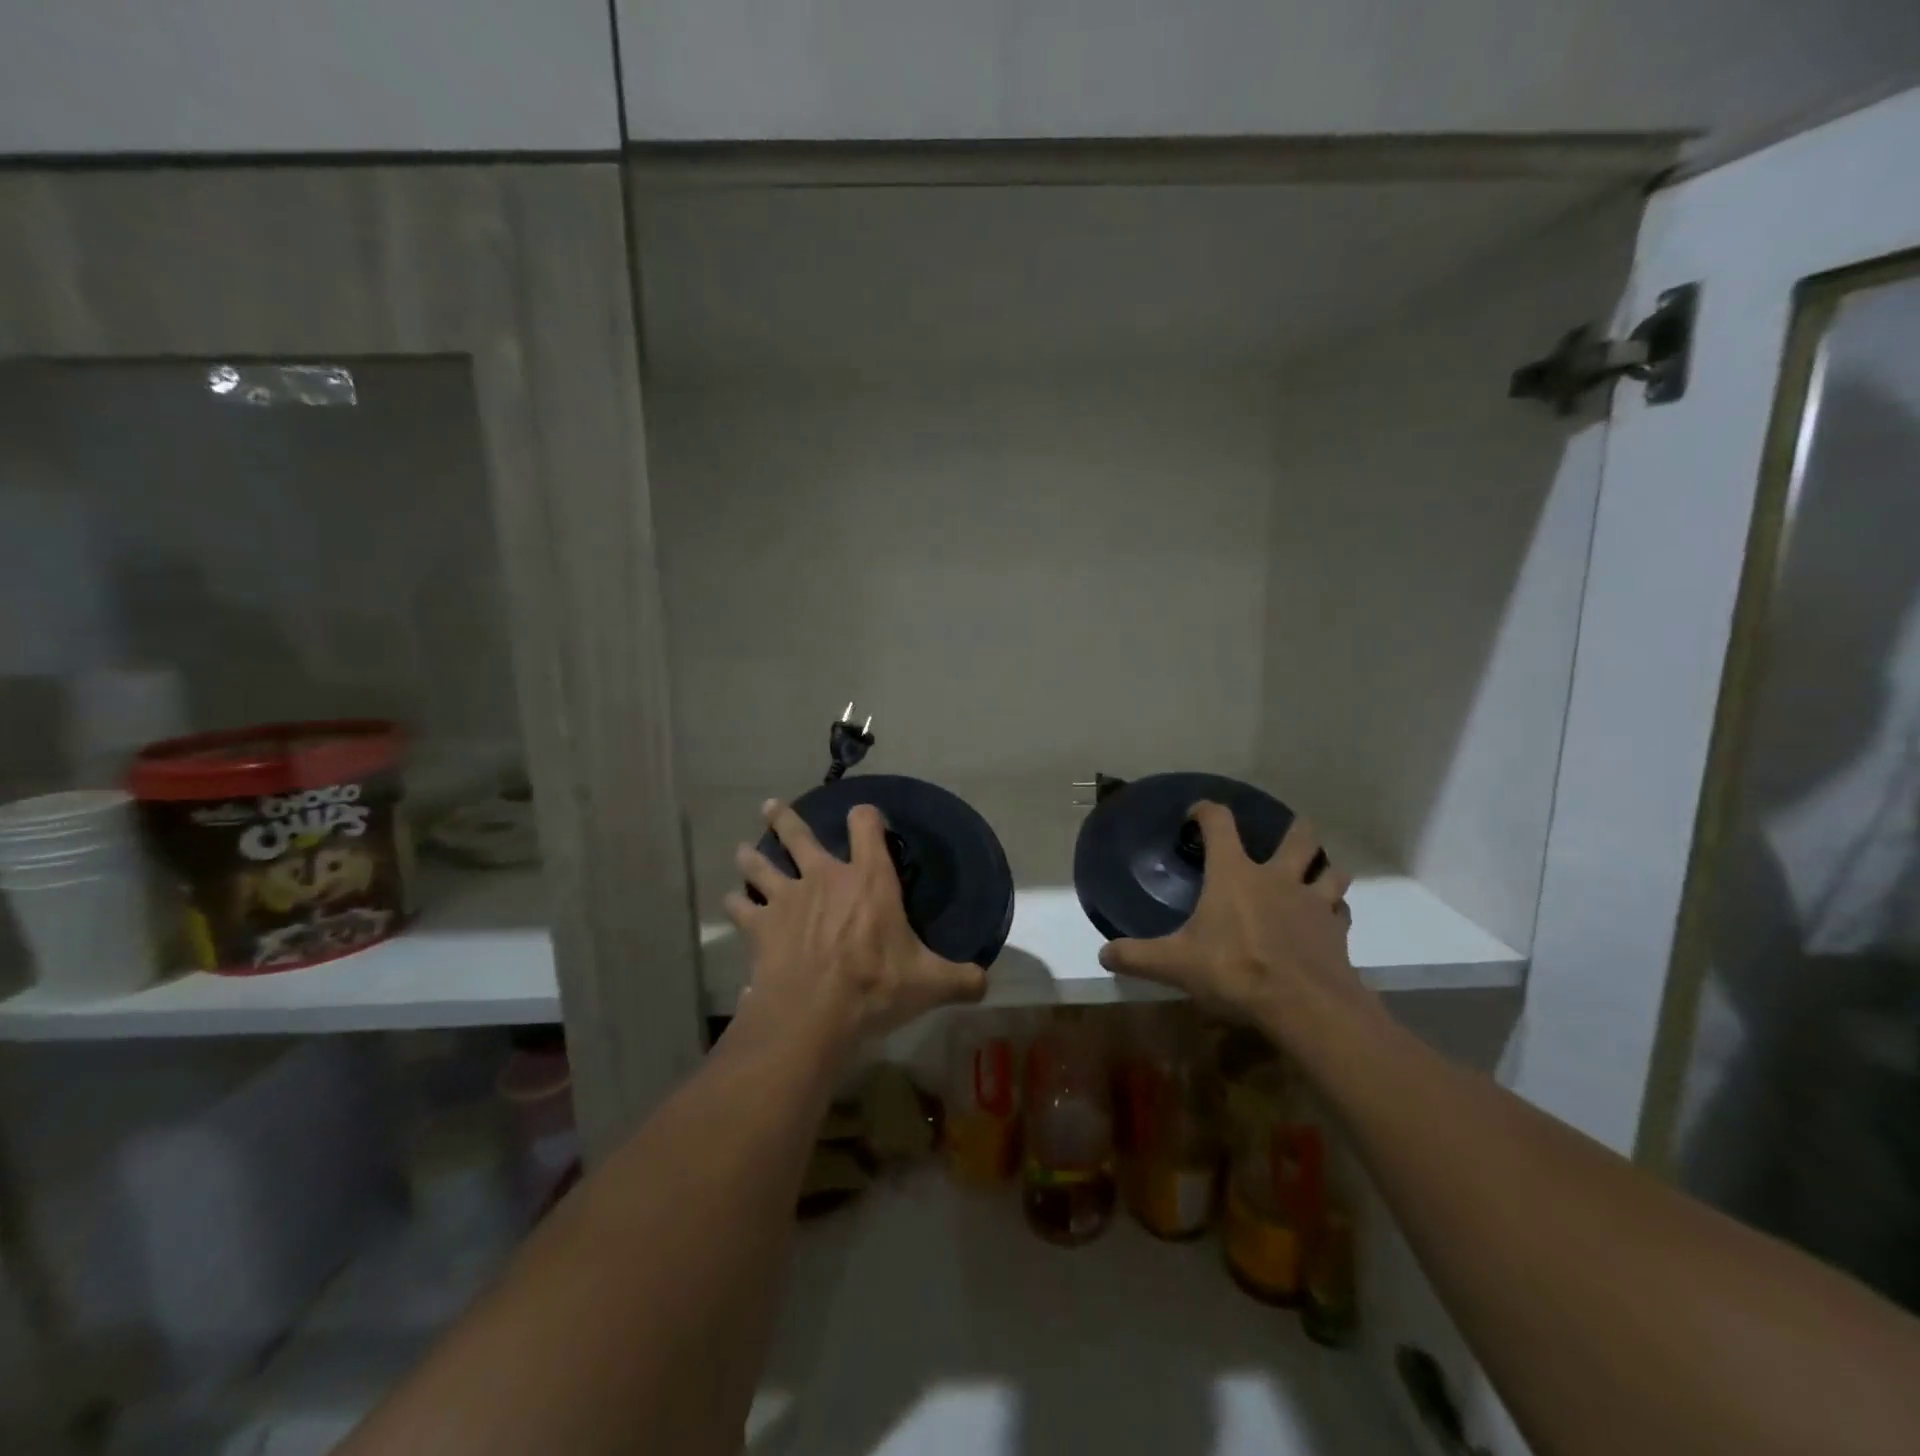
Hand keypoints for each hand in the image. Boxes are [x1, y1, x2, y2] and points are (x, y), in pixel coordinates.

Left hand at [726, 799, 986, 1059]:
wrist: (813, 1014)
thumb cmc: (876, 987)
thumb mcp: (930, 983)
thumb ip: (962, 979)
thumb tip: (988, 982)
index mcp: (869, 879)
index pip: (866, 826)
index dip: (865, 815)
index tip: (863, 814)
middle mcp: (824, 877)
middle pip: (799, 836)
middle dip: (785, 818)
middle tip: (771, 806)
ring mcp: (787, 898)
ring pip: (762, 865)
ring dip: (752, 856)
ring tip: (743, 848)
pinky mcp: (760, 926)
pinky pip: (741, 907)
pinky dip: (735, 902)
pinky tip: (731, 901)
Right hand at [1098, 804, 1373, 1038]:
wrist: (1304, 1005)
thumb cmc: (1235, 970)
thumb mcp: (1175, 965)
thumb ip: (1137, 957)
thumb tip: (1103, 956)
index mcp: (1234, 874)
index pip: (1220, 823)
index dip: (1207, 810)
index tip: (1197, 813)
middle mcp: (1277, 877)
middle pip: (1297, 836)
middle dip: (1293, 830)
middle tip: (1282, 837)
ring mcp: (1312, 901)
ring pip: (1329, 869)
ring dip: (1321, 868)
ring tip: (1312, 875)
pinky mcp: (1336, 930)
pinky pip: (1339, 910)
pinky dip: (1333, 910)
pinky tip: (1324, 920)